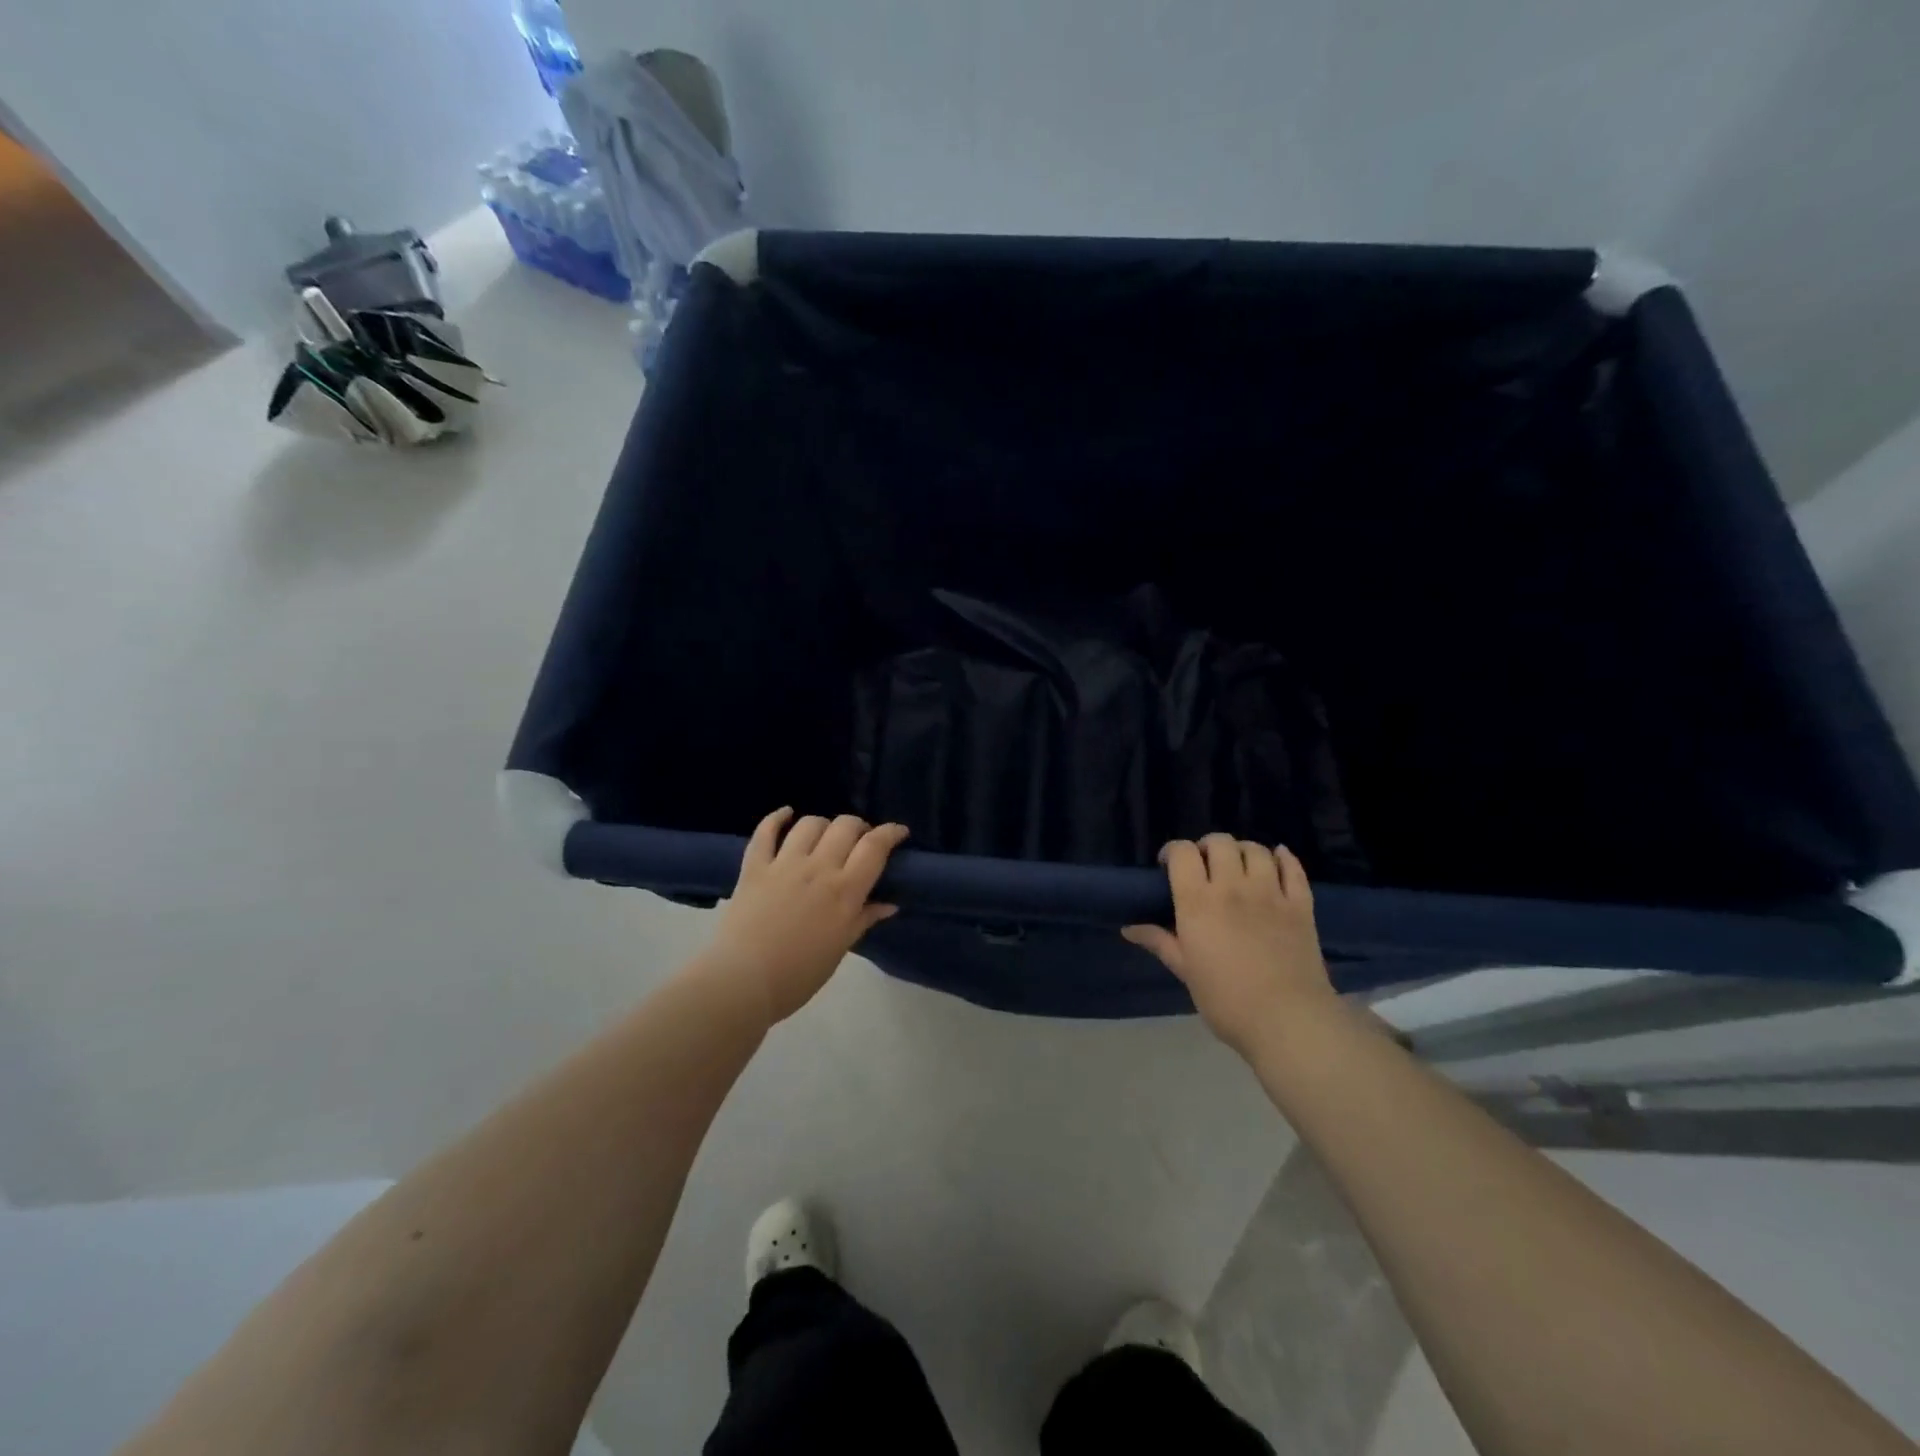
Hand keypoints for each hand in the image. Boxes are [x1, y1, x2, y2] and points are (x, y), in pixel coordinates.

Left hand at [701, 807, 909, 1026]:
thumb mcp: (840, 948)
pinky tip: (785, 814)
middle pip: (845, 826)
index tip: (899, 832)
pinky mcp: (754, 867)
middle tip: (860, 841)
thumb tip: (889, 904)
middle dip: (859, 827)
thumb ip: (864, 919)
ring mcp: (784, 864)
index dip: (891, 832)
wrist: (742, 982)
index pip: (875, 847)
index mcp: (845, 891)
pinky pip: (765, 832)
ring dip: (824, 825)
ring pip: (810, 824)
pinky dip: (776, 818)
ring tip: (825, 836)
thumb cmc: (798, 975)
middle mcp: (818, 868)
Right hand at [1123, 834, 1335, 1055]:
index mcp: (1198, 902)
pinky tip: (1277, 860)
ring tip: (1238, 867)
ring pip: (1255, 849)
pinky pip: (1293, 868)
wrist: (1288, 1021)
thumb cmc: (1226, 1000)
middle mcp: (1233, 887)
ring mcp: (1271, 893)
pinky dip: (1283, 858)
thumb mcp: (1186, 971)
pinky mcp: (1301, 904)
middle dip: (1207, 847)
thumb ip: (1160, 942)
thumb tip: (1129, 928)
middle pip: (1219, 842)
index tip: (1168, 866)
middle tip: (1204, 866)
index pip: (1182, 853)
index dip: (1172, 851)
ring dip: (1242, 851)